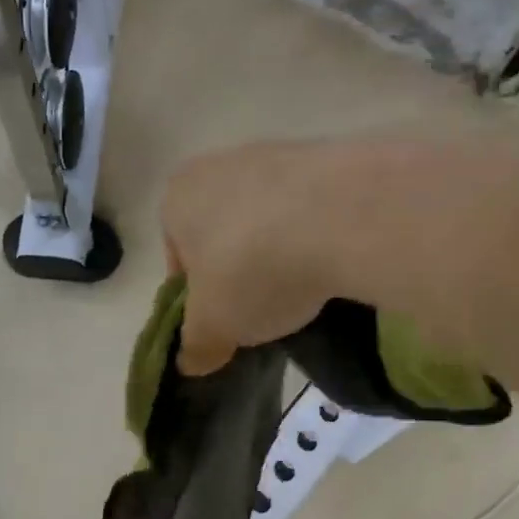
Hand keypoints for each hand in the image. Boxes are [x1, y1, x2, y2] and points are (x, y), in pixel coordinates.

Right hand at [161, 141, 355, 374]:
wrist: (340, 216)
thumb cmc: (250, 269)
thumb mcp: (213, 326)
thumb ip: (196, 345)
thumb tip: (191, 362)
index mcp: (178, 197)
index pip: (178, 258)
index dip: (199, 299)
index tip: (225, 324)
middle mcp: (219, 165)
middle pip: (223, 235)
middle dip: (240, 272)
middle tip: (263, 309)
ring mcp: (275, 156)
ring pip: (267, 221)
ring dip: (280, 254)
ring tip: (304, 291)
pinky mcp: (326, 158)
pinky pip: (310, 210)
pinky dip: (316, 237)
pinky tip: (333, 264)